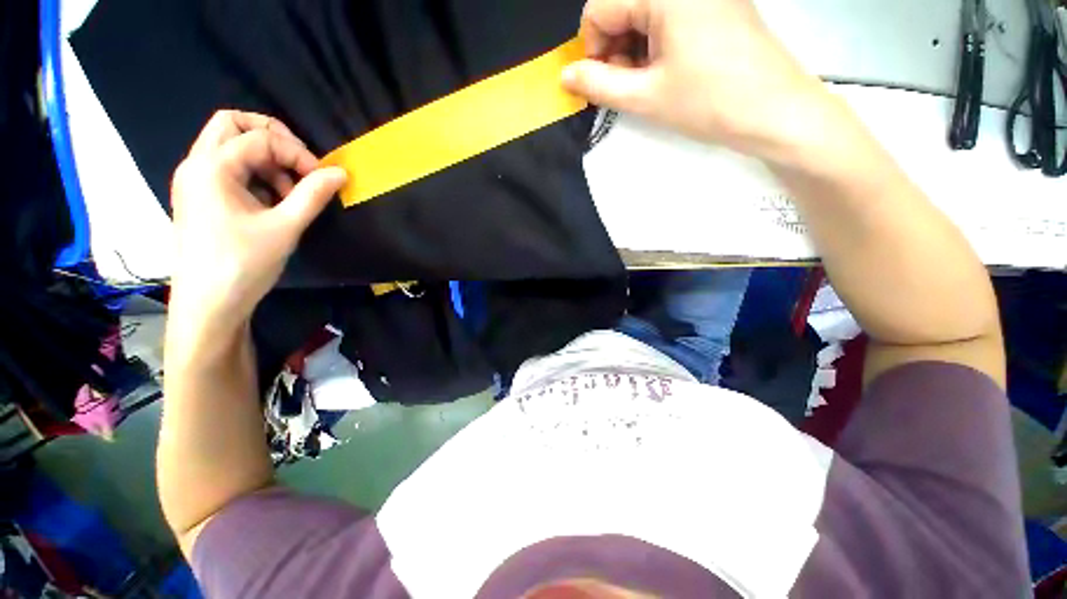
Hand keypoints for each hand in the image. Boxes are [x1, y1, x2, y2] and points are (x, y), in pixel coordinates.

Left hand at [168, 111, 345, 336]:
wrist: (209, 304)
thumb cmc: (243, 264)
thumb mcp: (285, 227)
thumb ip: (313, 195)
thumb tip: (340, 173)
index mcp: (212, 168)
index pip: (260, 138)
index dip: (297, 153)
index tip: (321, 178)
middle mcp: (197, 165)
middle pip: (231, 124)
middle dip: (271, 137)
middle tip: (299, 163)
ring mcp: (196, 181)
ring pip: (229, 145)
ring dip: (265, 158)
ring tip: (289, 191)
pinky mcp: (201, 197)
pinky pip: (229, 168)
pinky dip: (255, 174)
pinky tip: (273, 201)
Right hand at [563, 0, 828, 155]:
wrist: (774, 110)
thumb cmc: (709, 102)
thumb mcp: (645, 97)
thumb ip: (598, 84)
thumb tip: (566, 76)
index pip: (599, 7)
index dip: (593, 49)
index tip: (604, 82)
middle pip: (622, 6)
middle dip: (614, 49)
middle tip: (629, 86)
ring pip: (643, 13)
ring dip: (634, 49)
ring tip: (650, 82)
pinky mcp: (716, 3)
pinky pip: (668, 15)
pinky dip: (656, 43)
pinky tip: (667, 69)